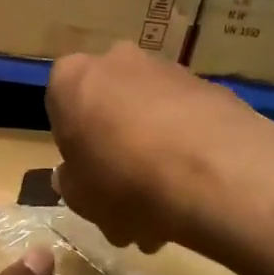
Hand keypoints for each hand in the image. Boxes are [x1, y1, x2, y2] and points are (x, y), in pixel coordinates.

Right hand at [46, 42, 273, 253]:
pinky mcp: (212, 89)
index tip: (86, 176)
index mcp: (72, 79)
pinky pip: (186, 124)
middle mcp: (118, 62)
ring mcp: (169, 71)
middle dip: (116, 153)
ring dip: (153, 157)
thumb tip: (72, 174)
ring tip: (165, 212)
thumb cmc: (122, 181)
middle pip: (110, 110)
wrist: (213, 173)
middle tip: (125, 201)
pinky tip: (194, 195)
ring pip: (150, 119)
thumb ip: (70, 182)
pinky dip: (186, 153)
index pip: (61, 105)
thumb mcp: (78, 197)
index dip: (73, 146)